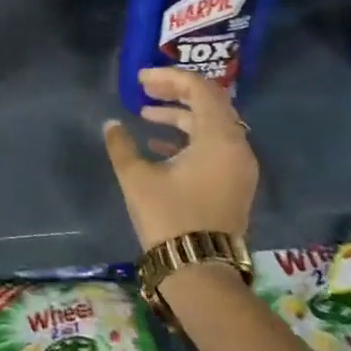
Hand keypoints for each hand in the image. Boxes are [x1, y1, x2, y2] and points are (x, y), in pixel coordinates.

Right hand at [104, 68, 257, 248]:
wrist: (200, 272)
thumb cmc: (169, 217)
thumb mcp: (137, 177)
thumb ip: (122, 144)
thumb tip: (111, 124)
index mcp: (219, 138)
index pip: (200, 89)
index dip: (169, 77)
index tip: (140, 79)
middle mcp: (237, 147)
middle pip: (210, 103)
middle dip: (176, 91)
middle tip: (145, 89)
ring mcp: (239, 167)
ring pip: (212, 125)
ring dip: (180, 114)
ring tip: (147, 113)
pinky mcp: (235, 184)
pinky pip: (215, 145)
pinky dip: (189, 136)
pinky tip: (159, 144)